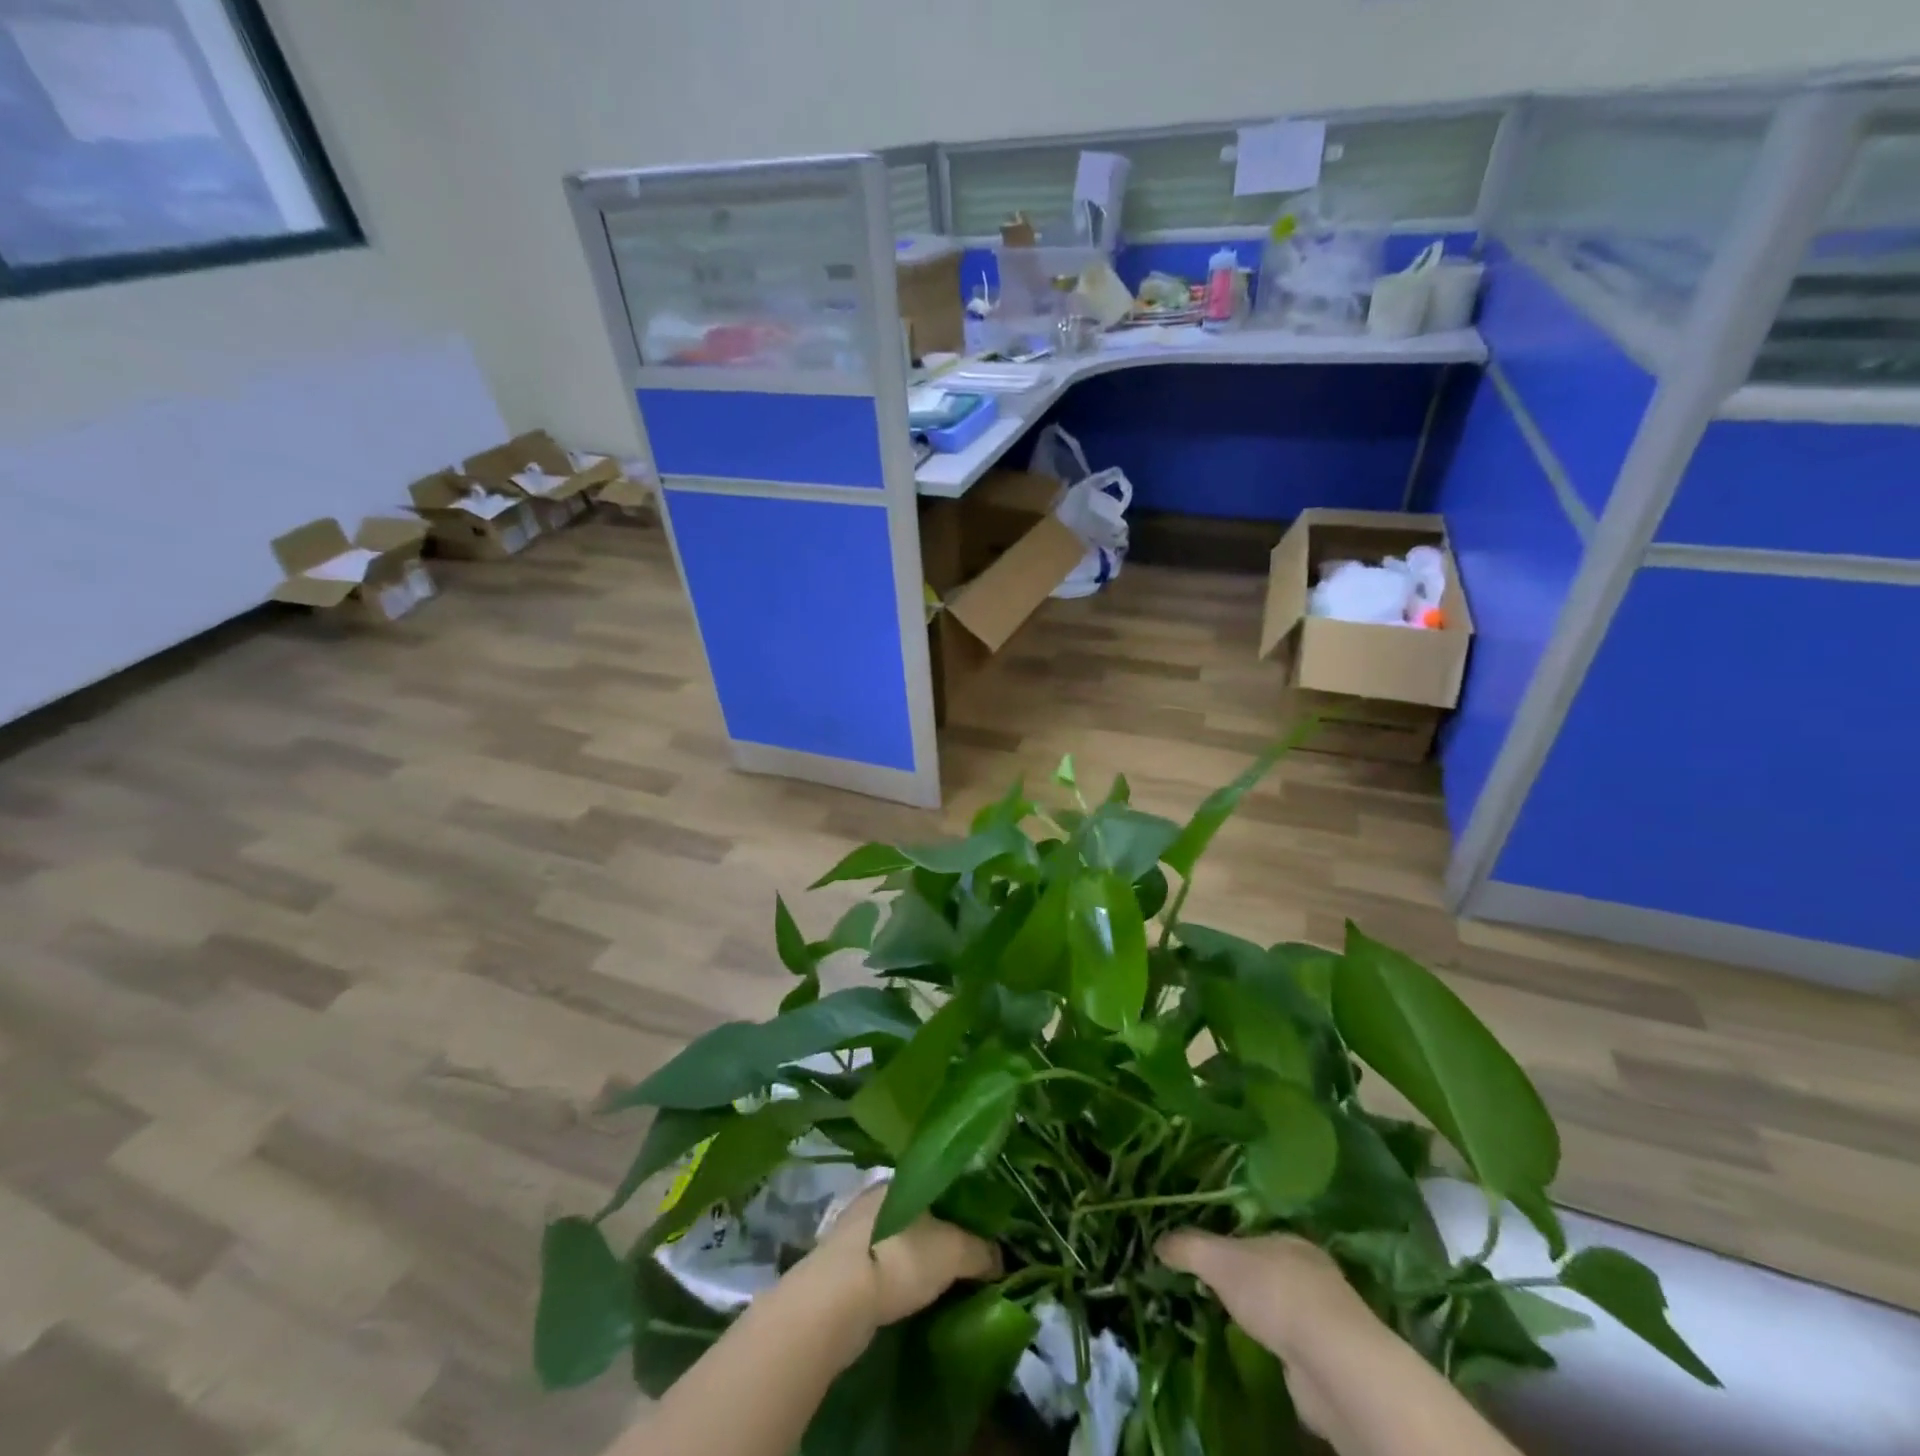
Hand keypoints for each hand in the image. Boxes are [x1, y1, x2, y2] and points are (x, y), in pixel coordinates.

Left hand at [800, 1186, 999, 1345]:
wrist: (835, 1302)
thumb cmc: (899, 1259)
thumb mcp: (954, 1250)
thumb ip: (981, 1250)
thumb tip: (1001, 1258)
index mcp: (901, 1179)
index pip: (940, 1183)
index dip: (963, 1205)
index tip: (982, 1227)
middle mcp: (876, 1197)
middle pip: (919, 1211)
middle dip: (940, 1231)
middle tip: (966, 1256)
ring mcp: (854, 1231)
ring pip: (898, 1238)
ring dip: (916, 1256)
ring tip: (942, 1278)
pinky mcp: (840, 1266)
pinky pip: (881, 1265)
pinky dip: (897, 1277)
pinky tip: (910, 1293)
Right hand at [1156, 1230, 1377, 1362]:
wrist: (1330, 1362)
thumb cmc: (1274, 1292)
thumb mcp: (1218, 1260)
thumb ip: (1188, 1247)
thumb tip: (1157, 1242)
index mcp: (1289, 1240)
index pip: (1255, 1236)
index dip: (1230, 1244)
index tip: (1206, 1258)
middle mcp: (1312, 1273)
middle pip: (1270, 1270)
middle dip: (1246, 1281)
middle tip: (1212, 1291)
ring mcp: (1325, 1318)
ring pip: (1284, 1309)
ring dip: (1263, 1317)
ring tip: (1231, 1324)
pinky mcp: (1330, 1359)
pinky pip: (1294, 1346)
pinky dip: (1277, 1349)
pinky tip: (1259, 1355)